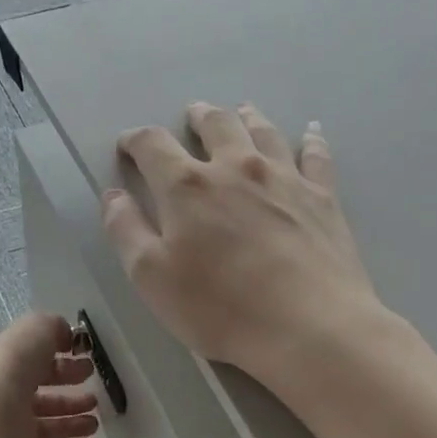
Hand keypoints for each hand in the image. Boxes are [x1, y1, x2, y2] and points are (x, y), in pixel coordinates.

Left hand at [0, 313, 100, 437]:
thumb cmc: (14, 364)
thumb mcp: (37, 328)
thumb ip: (54, 327)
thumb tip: (67, 337)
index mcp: (9, 362)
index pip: (39, 362)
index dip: (64, 361)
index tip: (89, 365)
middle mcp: (9, 393)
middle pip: (44, 395)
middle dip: (71, 395)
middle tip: (95, 398)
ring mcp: (11, 424)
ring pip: (46, 424)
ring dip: (73, 422)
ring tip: (95, 423)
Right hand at [102, 102, 387, 379]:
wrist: (308, 326)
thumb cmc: (219, 307)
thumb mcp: (151, 277)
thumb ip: (125, 230)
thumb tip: (113, 195)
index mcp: (187, 186)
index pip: (153, 145)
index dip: (135, 140)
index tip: (127, 145)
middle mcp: (235, 168)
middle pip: (214, 125)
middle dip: (197, 117)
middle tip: (192, 115)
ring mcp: (284, 178)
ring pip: (262, 131)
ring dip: (247, 117)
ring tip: (241, 111)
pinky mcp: (323, 196)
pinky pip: (315, 154)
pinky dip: (310, 139)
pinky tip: (310, 131)